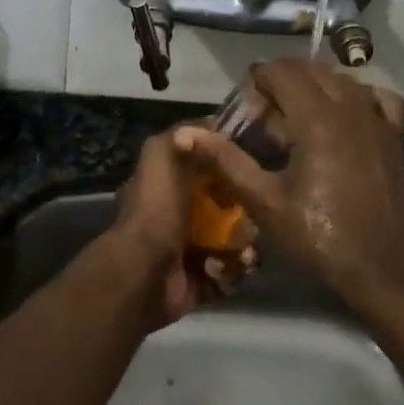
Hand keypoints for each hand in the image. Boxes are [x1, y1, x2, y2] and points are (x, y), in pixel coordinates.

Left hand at [106, 128, 256, 327]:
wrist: (144, 272)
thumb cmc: (156, 210)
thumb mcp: (162, 155)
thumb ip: (182, 135)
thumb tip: (212, 123)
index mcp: (169, 187)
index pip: (208, 171)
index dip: (230, 168)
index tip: (254, 166)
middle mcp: (179, 217)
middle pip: (228, 208)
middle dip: (247, 211)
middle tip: (259, 213)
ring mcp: (190, 251)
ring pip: (235, 242)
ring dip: (245, 245)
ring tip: (247, 249)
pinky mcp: (201, 281)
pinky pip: (231, 273)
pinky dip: (235, 270)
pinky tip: (234, 266)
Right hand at [173, 63, 403, 309]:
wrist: (385, 266)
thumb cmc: (320, 236)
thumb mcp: (265, 203)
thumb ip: (227, 161)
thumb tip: (186, 133)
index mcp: (316, 117)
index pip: (280, 71)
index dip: (256, 84)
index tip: (246, 115)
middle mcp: (349, 105)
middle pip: (309, 69)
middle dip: (282, 84)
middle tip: (265, 122)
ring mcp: (377, 118)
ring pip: (341, 79)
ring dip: (314, 87)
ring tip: (297, 123)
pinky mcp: (394, 134)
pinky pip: (376, 96)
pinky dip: (356, 96)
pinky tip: (344, 118)